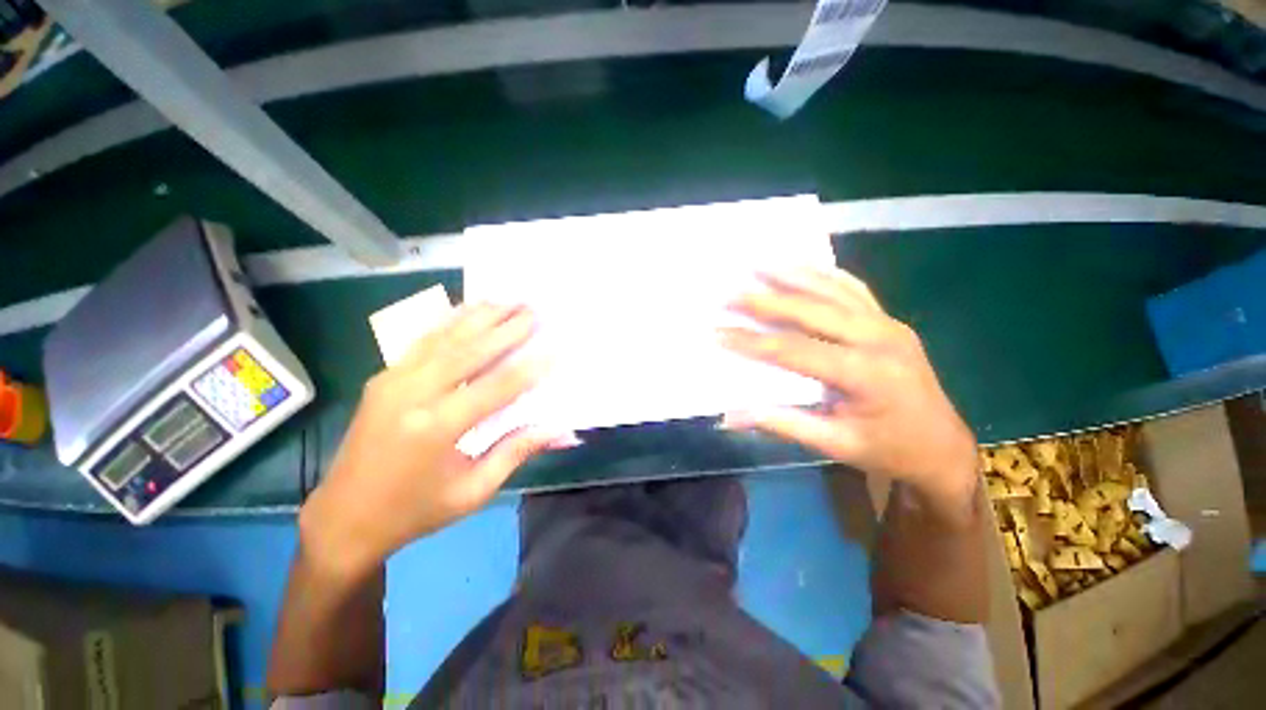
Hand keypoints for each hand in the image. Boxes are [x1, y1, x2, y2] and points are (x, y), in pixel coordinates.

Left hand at [299, 303, 566, 579]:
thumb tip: (560, 429)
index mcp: (437, 428)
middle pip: (470, 352)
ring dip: (480, 316)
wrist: (344, 518)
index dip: (529, 367)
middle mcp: (412, 395)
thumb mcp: (473, 491)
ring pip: (445, 338)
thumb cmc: (415, 511)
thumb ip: (516, 452)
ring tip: (508, 300)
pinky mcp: (384, 378)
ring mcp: (393, 381)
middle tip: (534, 310)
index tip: (555, 348)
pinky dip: (449, 321)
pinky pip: (422, 341)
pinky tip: (468, 308)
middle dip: (506, 329)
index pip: (496, 388)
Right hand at [720, 267, 978, 514]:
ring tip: (758, 264)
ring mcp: (888, 324)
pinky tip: (802, 267)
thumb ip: (782, 425)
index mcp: (865, 375)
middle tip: (729, 292)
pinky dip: (824, 275)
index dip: (752, 341)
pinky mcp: (890, 320)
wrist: (942, 447)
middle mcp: (879, 339)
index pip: (795, 350)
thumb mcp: (835, 445)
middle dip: (765, 300)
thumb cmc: (888, 450)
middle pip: (812, 310)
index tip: (718, 332)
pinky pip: (853, 289)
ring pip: (833, 290)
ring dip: (793, 275)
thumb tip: (730, 416)